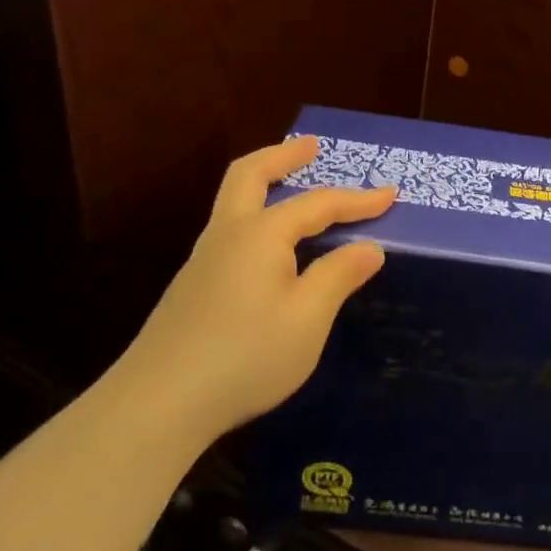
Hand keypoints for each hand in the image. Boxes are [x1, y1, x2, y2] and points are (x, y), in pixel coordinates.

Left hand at [110, 135, 394, 442]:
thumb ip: (339, 275)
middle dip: (283, 157)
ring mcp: (204, 261)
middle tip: (311, 146)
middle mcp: (228, 235)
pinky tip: (272, 248)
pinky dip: (257, 216)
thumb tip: (368, 247)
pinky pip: (232, 231)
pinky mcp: (194, 288)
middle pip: (250, 176)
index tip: (392, 194)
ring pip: (234, 202)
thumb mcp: (308, 318)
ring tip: (294, 186)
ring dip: (265, 183)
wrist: (158, 404)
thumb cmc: (245, 355)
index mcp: (260, 234)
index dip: (358, 200)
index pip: (318, 204)